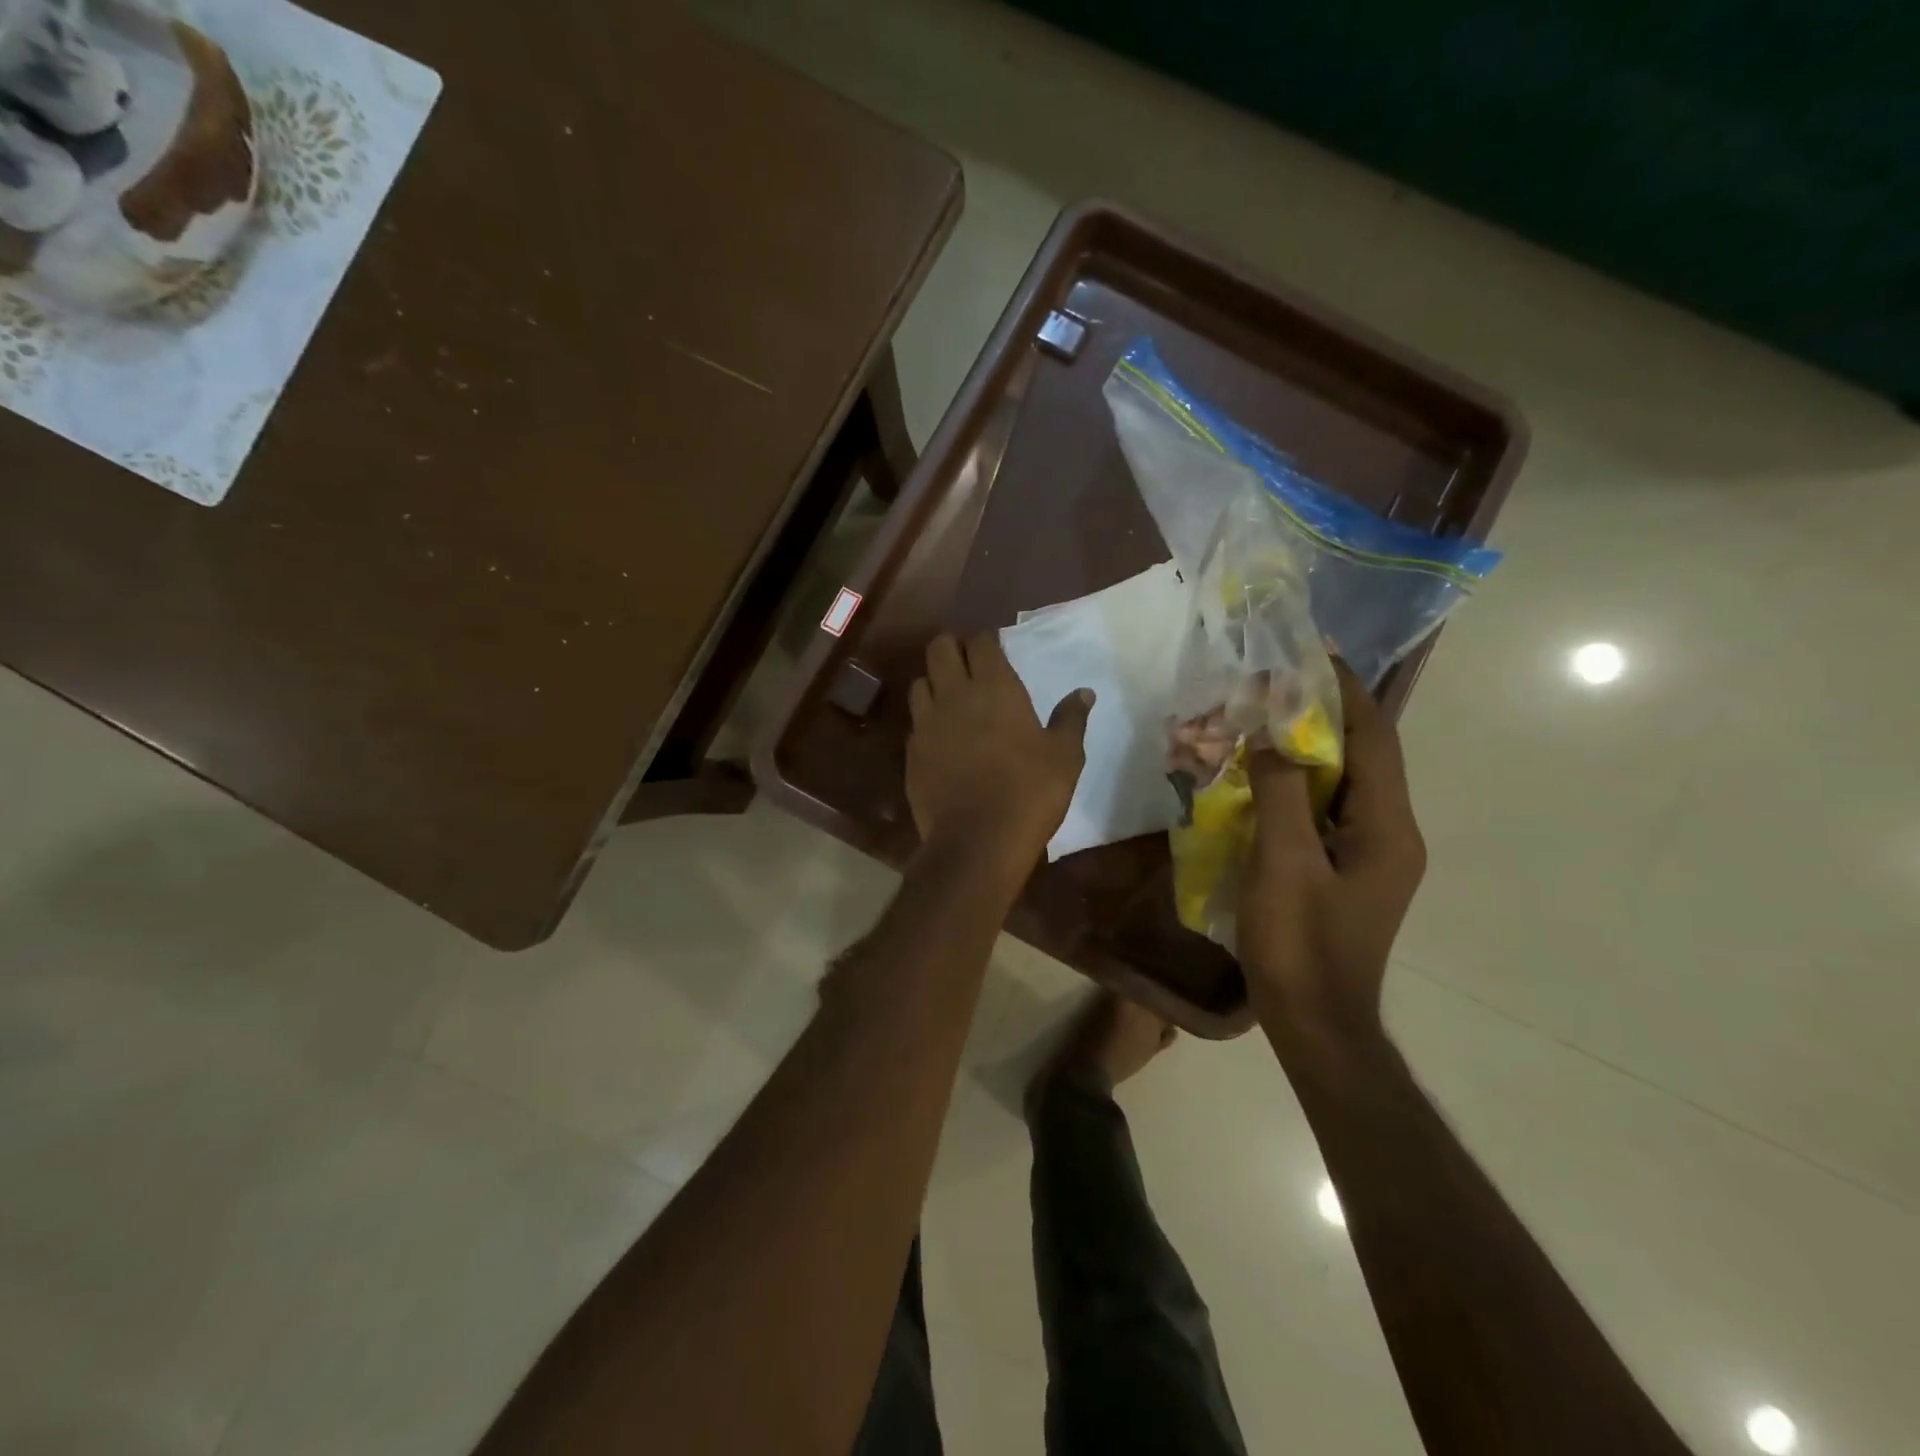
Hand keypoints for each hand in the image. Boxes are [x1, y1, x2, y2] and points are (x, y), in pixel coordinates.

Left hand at [906, 633, 1092, 864]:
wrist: (978, 841)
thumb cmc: (1030, 792)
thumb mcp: (1065, 756)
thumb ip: (1071, 718)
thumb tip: (1084, 692)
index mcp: (994, 688)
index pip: (981, 642)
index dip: (987, 640)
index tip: (995, 648)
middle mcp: (954, 695)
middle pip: (939, 648)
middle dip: (952, 647)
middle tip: (968, 663)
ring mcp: (927, 723)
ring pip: (919, 683)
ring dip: (934, 682)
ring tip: (950, 698)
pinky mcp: (912, 753)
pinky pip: (915, 723)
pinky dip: (926, 721)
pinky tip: (940, 737)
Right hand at [1240, 659, 1424, 1042]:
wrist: (1315, 1022)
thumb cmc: (1301, 943)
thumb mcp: (1284, 863)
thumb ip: (1281, 793)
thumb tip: (1272, 737)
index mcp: (1387, 828)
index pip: (1375, 739)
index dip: (1347, 692)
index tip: (1317, 652)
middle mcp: (1388, 833)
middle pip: (1360, 756)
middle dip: (1320, 714)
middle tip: (1276, 683)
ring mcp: (1368, 854)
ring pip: (1339, 784)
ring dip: (1304, 749)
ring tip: (1262, 719)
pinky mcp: (1344, 870)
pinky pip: (1321, 812)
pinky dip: (1294, 786)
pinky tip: (1258, 777)